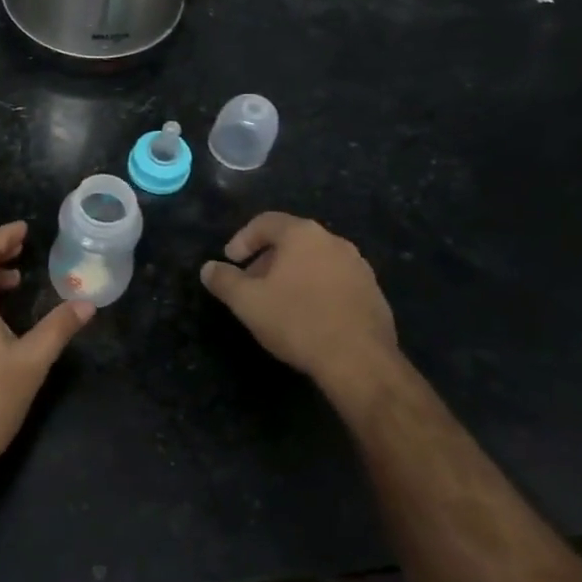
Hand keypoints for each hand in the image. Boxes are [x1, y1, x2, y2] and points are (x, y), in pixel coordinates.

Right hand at [200, 212, 404, 401]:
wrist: (359, 360)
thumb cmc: (297, 321)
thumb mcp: (247, 302)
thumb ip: (224, 280)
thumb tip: (209, 268)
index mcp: (302, 235)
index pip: (266, 222)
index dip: (242, 239)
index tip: (230, 261)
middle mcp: (334, 241)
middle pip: (292, 240)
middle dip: (267, 259)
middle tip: (251, 284)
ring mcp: (359, 266)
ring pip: (315, 261)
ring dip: (293, 275)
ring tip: (279, 302)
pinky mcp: (373, 292)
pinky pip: (336, 281)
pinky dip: (317, 290)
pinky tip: (309, 317)